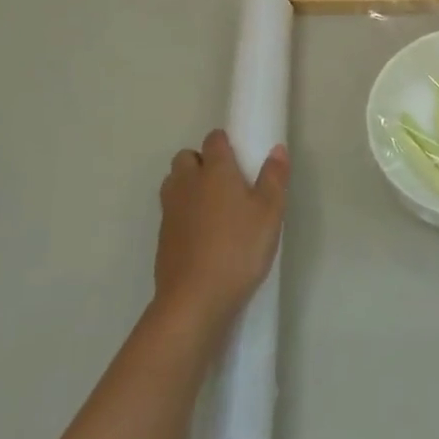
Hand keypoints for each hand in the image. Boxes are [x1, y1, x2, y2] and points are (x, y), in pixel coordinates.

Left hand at [152, 130, 287, 344]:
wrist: (195, 299)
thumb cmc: (239, 249)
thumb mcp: (270, 213)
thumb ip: (274, 177)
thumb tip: (276, 148)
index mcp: (215, 171)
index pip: (214, 140)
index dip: (225, 143)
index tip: (241, 156)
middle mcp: (187, 183)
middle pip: (186, 157)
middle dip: (202, 161)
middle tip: (227, 182)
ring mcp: (170, 210)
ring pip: (174, 182)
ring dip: (188, 184)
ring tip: (213, 205)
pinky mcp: (162, 237)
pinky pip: (171, 210)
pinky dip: (183, 212)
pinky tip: (202, 233)